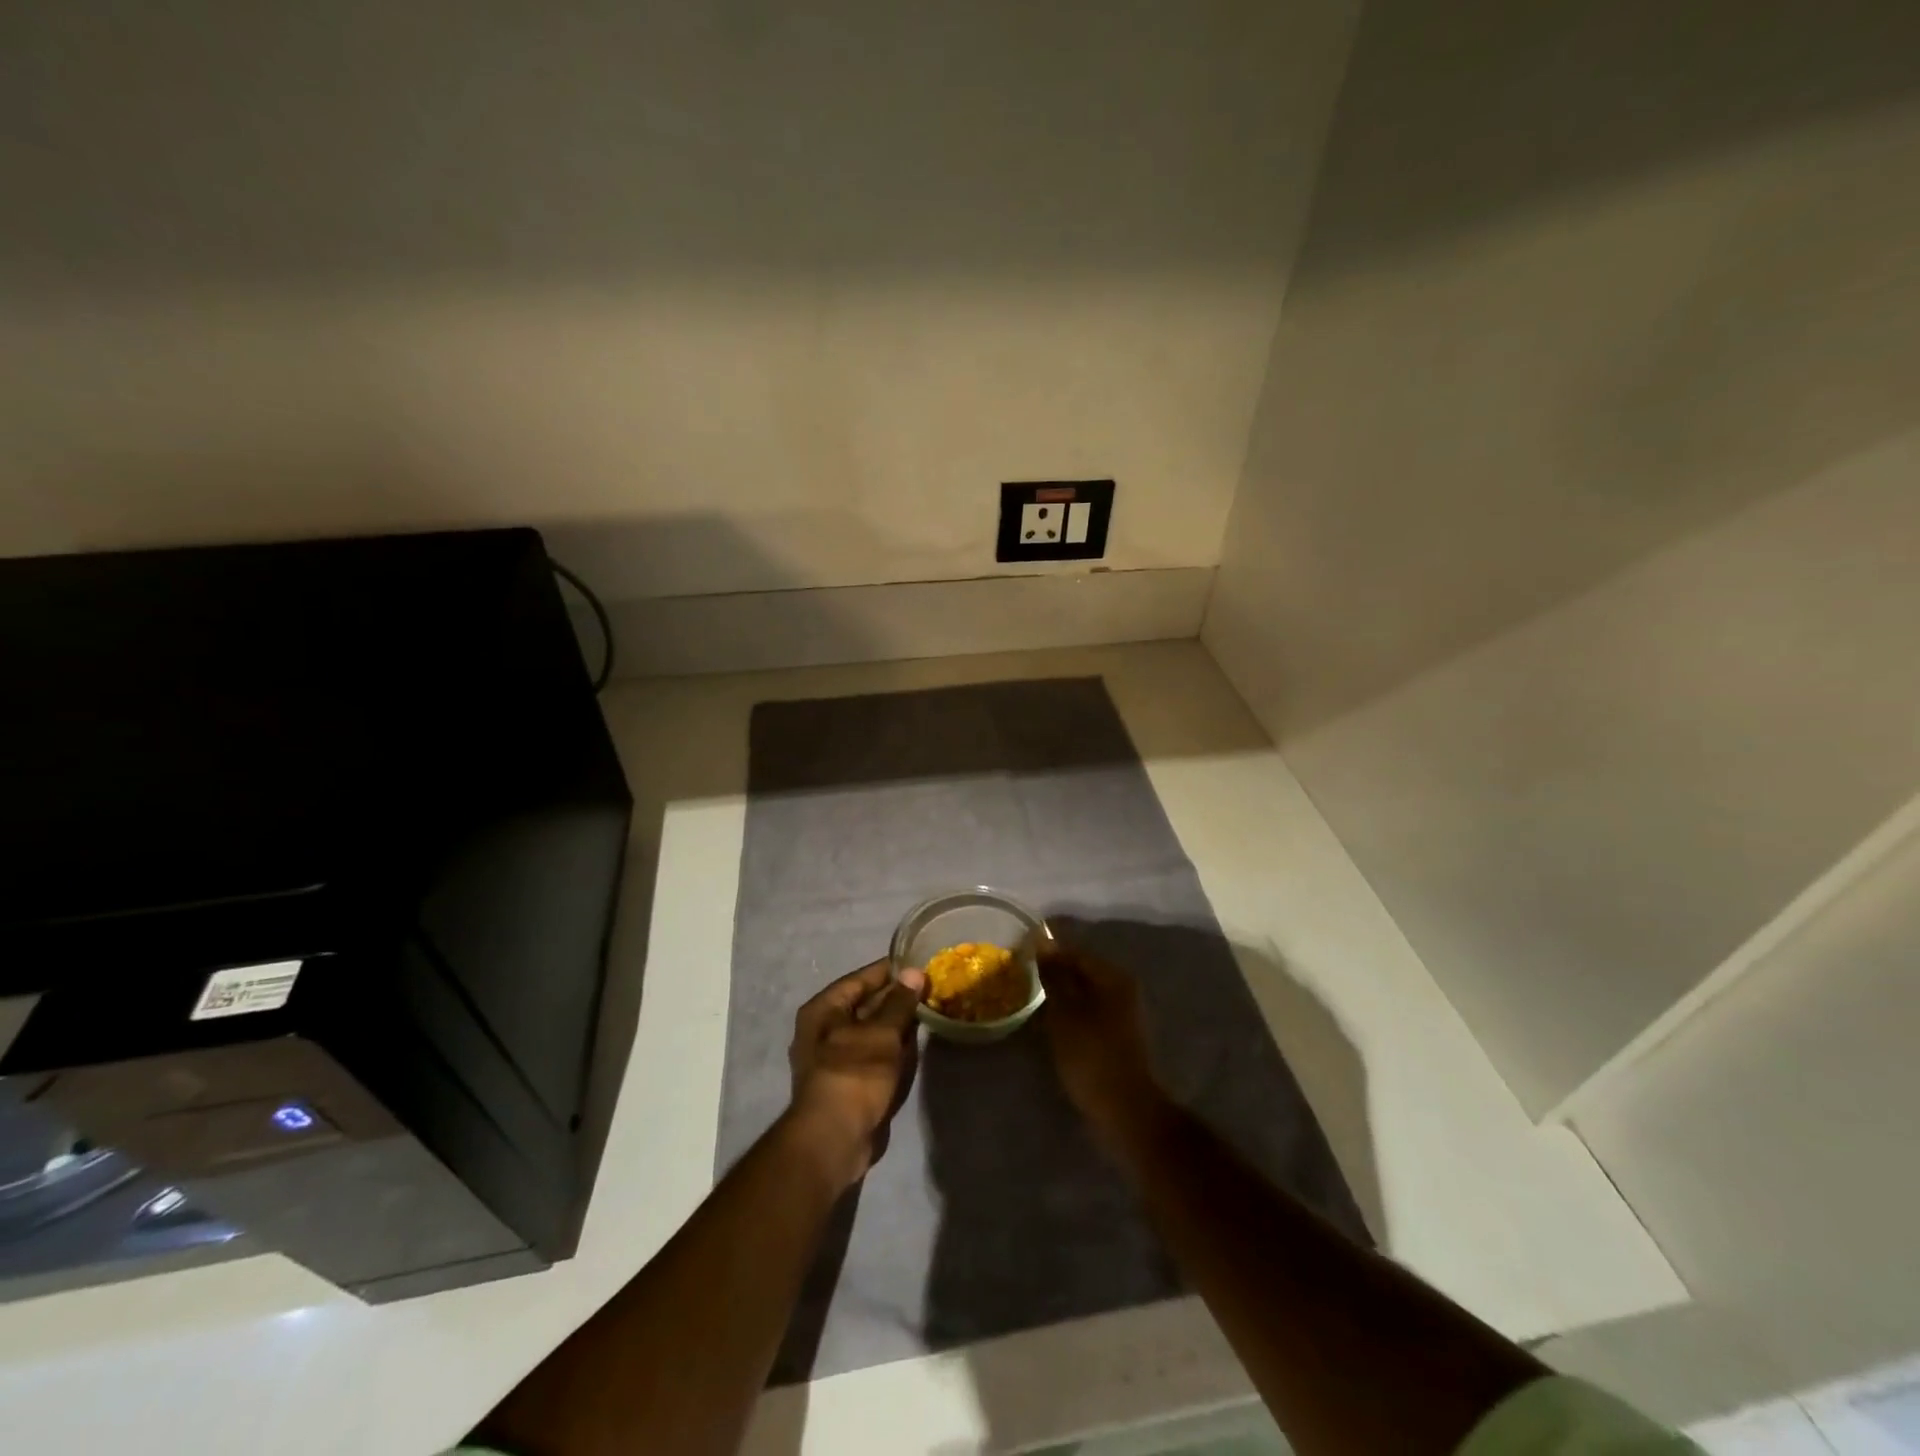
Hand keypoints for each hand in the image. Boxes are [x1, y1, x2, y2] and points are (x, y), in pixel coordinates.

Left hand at [786, 959, 926, 1188]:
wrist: (834, 1140)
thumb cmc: (854, 1074)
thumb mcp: (882, 1033)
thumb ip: (900, 1002)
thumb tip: (914, 972)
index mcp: (824, 1009)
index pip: (861, 979)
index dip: (890, 971)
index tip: (919, 963)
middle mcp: (824, 1029)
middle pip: (866, 1005)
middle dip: (897, 999)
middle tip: (931, 989)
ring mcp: (835, 1057)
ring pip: (873, 1031)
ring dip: (897, 1025)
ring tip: (929, 1011)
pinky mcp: (849, 1081)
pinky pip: (874, 1054)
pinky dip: (893, 1048)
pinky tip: (916, 1045)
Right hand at [1038, 942, 1167, 1155]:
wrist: (1125, 1110)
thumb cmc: (1091, 1056)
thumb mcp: (1065, 1012)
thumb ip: (1054, 975)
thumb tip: (1043, 942)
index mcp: (1113, 976)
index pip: (1074, 951)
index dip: (1046, 952)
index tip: (1019, 956)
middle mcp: (1122, 987)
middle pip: (1081, 971)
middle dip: (1052, 973)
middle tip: (1021, 978)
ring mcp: (1123, 1012)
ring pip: (1084, 992)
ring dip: (1060, 995)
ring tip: (1031, 1000)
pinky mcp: (1118, 1035)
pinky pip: (1088, 1012)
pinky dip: (1069, 1013)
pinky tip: (1050, 1023)